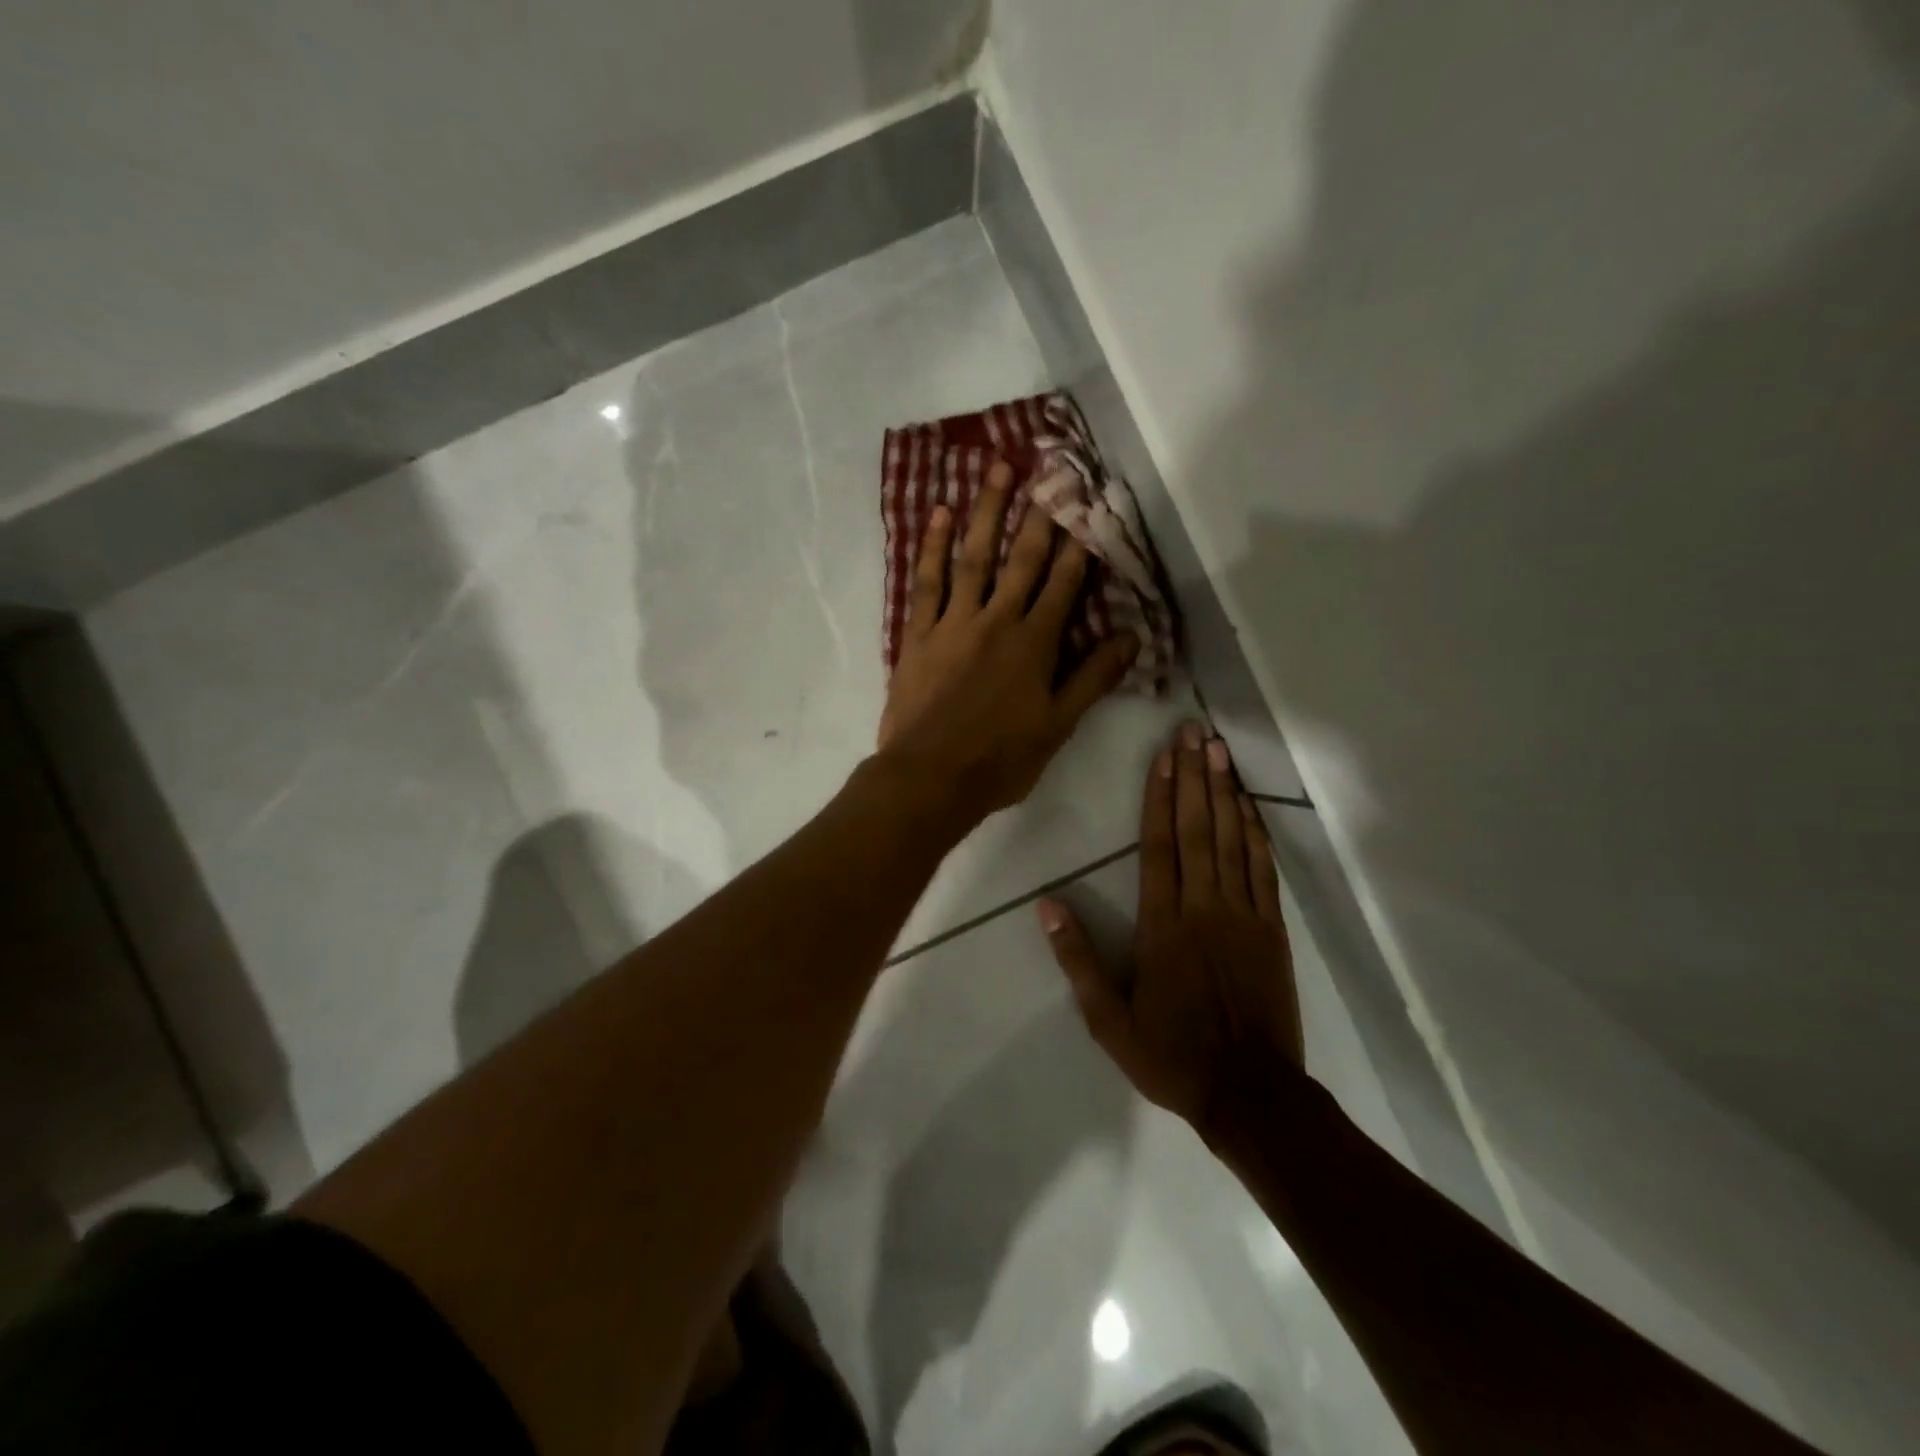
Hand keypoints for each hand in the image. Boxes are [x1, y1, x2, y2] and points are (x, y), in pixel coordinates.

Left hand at [877, 460, 1138, 822]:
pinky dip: (934, 547)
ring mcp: (954, 622)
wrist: (930, 777)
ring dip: (987, 511)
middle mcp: (997, 621)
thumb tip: (1133, 636)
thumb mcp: (1058, 725)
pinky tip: (941, 515)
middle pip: (1022, 559)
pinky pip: (927, 582)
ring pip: (974, 557)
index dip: (1079, 544)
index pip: (1064, 584)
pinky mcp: (919, 633)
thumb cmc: (1000, 759)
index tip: (1089, 505)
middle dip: (1040, 513)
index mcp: (1035, 644)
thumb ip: (1094, 678)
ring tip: (996, 470)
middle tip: (1050, 469)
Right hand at [1038, 722, 1304, 1138]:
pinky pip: (1264, 869)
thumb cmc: (1171, 1055)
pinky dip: (1257, 832)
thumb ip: (1077, 959)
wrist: (1250, 1094)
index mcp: (1162, 926)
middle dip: (1195, 777)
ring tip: (1221, 751)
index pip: (1159, 847)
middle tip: (1194, 732)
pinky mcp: (1272, 929)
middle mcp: (1204, 908)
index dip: (1160, 797)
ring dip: (1226, 793)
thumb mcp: (1107, 1019)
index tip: (1162, 757)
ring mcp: (1244, 915)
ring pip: (1234, 841)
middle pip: (1199, 830)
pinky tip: (1250, 805)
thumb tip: (1047, 905)